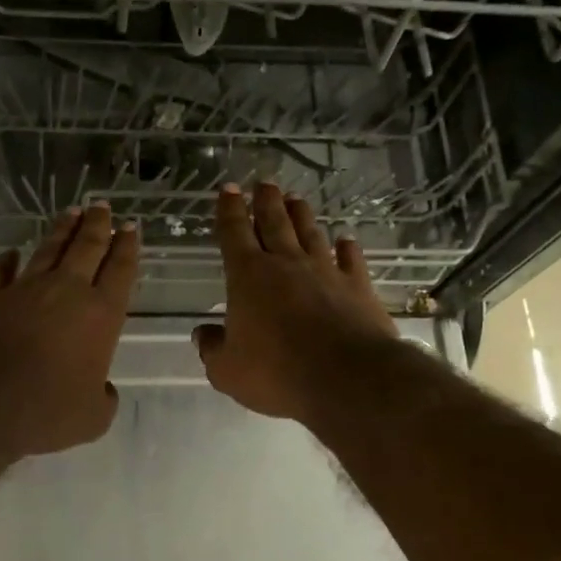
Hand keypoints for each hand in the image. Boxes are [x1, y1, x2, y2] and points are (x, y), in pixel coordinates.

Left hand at [0, 203, 139, 457]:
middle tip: (103, 206)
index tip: (130, 227)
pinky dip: (8, 261)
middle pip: (87, 248)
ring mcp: (26, 290)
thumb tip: (103, 391)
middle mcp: (67, 292)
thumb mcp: (92, 417)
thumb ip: (103, 399)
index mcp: (101, 315)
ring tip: (72, 212)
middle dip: (98, 225)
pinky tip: (11, 252)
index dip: (127, 247)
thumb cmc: (47, 410)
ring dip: (62, 230)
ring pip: (49, 249)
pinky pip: (2, 272)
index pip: (120, 270)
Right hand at [194, 182, 398, 421]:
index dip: (229, 210)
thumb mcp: (227, 370)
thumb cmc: (276, 373)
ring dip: (302, 215)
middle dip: (266, 201)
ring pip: (310, 234)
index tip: (229, 190)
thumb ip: (213, 349)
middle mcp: (286, 264)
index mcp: (248, 276)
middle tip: (265, 182)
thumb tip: (202, 334)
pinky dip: (347, 248)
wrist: (347, 378)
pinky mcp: (357, 287)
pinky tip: (346, 240)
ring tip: (296, 199)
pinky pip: (351, 260)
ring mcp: (325, 272)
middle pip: (274, 223)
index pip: (234, 234)